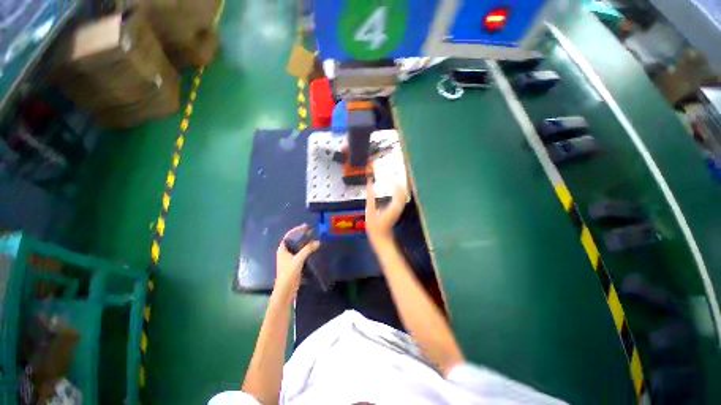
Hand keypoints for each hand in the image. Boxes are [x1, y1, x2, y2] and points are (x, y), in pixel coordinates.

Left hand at [275, 225, 319, 293]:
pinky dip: (306, 249)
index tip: (305, 226)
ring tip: (313, 237)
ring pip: (297, 246)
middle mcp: (285, 252)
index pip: (288, 236)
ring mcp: (290, 258)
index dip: (296, 230)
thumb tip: (318, 242)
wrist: (286, 290)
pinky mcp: (294, 263)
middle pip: (293, 240)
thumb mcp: (298, 260)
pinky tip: (312, 248)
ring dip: (304, 242)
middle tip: (311, 230)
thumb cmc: (288, 273)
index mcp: (282, 249)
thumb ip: (307, 250)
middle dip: (301, 235)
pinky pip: (301, 252)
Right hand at [365, 180, 406, 244]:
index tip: (390, 176)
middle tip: (391, 175)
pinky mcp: (397, 210)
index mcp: (394, 206)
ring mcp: (399, 209)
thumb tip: (370, 184)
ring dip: (398, 187)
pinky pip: (400, 198)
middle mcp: (398, 206)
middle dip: (398, 183)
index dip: (395, 182)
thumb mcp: (370, 211)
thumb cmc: (374, 226)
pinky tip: (392, 190)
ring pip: (402, 195)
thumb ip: (370, 197)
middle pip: (402, 191)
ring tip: (392, 180)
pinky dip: (397, 192)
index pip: (398, 190)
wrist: (381, 238)